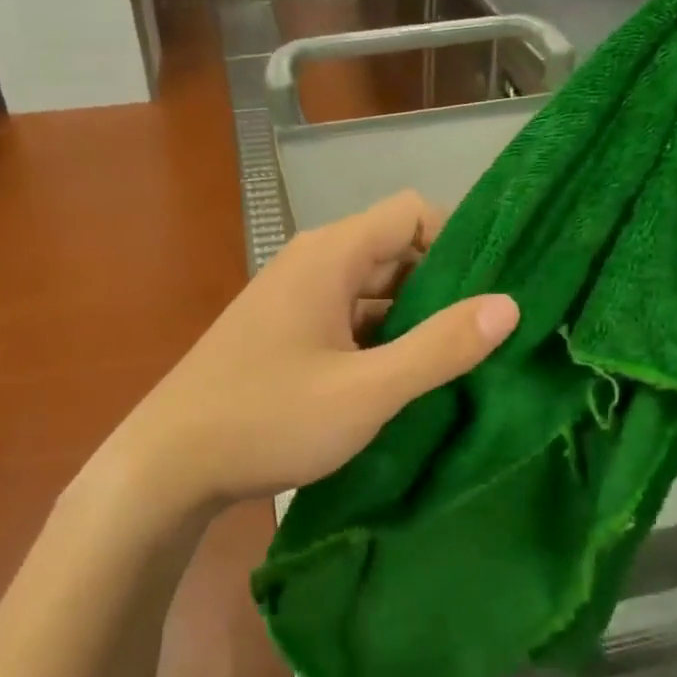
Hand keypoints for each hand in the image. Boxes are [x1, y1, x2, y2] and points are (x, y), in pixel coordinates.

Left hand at [113, 190, 517, 513]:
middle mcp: (313, 262)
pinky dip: (380, 339)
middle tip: (488, 336)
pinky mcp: (285, 332)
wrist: (168, 463)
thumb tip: (508, 305)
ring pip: (372, 290)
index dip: (459, 241)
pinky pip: (348, 319)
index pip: (412, 213)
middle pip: (395, 250)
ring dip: (412, 319)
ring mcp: (295, 298)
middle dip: (443, 287)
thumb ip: (439, 348)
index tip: (493, 291)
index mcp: (331, 255)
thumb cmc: (268, 418)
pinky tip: (404, 380)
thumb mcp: (367, 391)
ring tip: (459, 362)